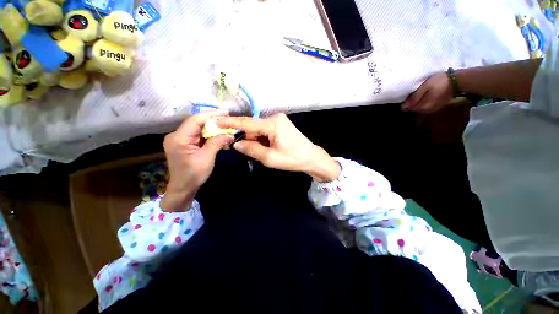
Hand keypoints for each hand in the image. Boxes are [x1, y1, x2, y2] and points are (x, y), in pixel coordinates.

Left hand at [161, 111, 233, 211]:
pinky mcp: (184, 144)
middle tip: (228, 119)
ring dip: (212, 128)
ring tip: (226, 126)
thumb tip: (230, 134)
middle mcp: (176, 136)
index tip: (225, 112)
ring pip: (198, 129)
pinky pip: (198, 135)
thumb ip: (217, 143)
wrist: (183, 188)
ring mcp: (180, 139)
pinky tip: (219, 135)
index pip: (195, 120)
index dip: (211, 115)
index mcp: (179, 138)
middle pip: (196, 123)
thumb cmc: (194, 175)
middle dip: (213, 121)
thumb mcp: (207, 158)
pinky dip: (209, 135)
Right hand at [217, 113, 340, 181]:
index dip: (230, 123)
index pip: (247, 123)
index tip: (214, 121)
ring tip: (263, 152)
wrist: (311, 157)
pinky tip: (266, 148)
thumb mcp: (271, 158)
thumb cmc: (293, 159)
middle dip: (246, 139)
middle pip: (252, 127)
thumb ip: (252, 149)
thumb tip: (236, 143)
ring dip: (255, 141)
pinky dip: (261, 139)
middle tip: (245, 152)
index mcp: (273, 124)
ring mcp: (278, 120)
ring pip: (257, 130)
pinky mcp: (280, 124)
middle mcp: (274, 117)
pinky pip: (264, 131)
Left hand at [401, 72, 452, 112]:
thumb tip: (403, 107)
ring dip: (417, 102)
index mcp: (423, 107)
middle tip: (411, 93)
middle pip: (413, 108)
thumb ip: (414, 98)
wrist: (459, 81)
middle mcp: (426, 111)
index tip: (406, 95)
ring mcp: (432, 109)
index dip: (405, 102)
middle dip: (410, 102)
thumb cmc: (440, 82)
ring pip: (419, 107)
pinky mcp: (437, 106)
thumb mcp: (425, 87)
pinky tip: (425, 95)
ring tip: (418, 93)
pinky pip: (425, 106)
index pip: (407, 108)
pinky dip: (423, 102)